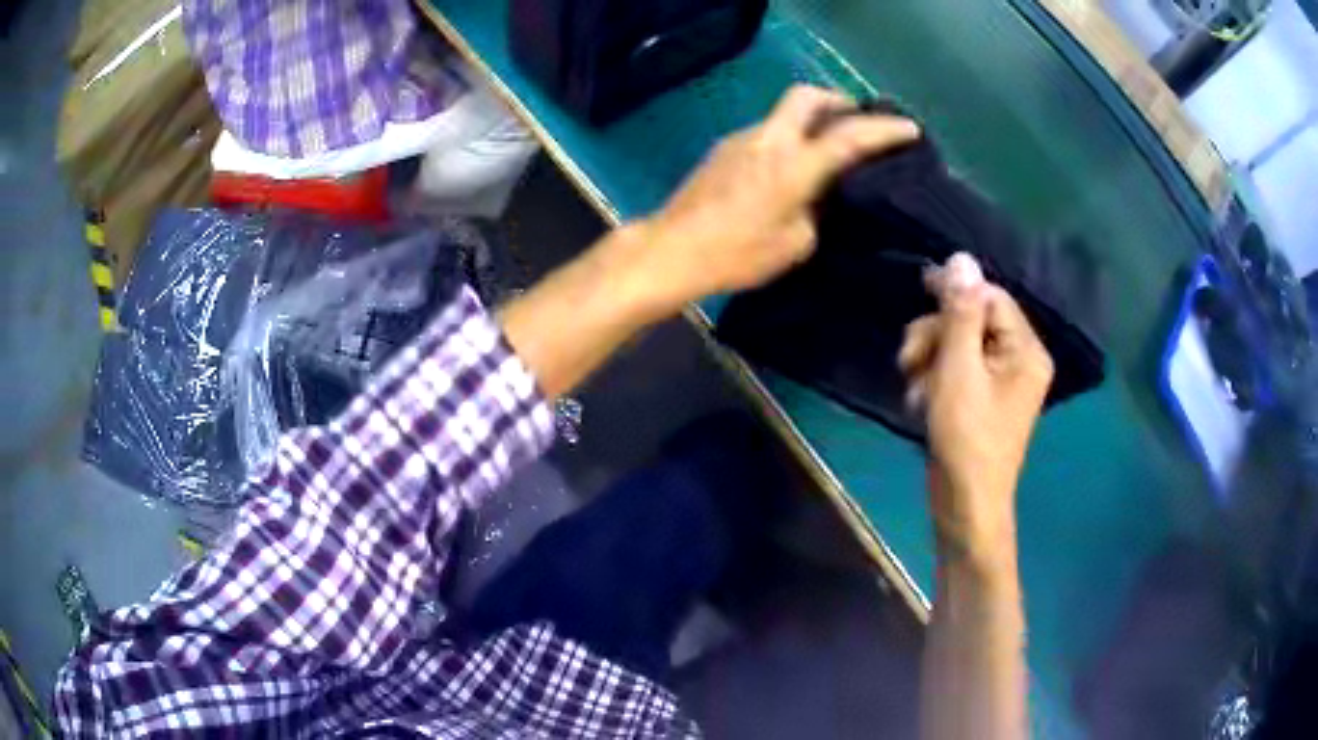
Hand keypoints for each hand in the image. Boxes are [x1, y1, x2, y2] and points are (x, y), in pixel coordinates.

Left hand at [628, 85, 918, 312]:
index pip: (850, 136)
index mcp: (795, 164)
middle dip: (838, 100)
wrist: (672, 250)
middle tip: (857, 119)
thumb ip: (817, 211)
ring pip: (784, 113)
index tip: (910, 128)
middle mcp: (770, 139)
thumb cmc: (736, 254)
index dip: (884, 129)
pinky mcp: (724, 149)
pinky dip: (788, 137)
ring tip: (827, 147)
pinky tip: (790, 167)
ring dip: (811, 120)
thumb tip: (820, 196)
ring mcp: (742, 139)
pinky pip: (767, 132)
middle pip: (807, 95)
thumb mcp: (795, 243)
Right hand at [898, 254, 1052, 564]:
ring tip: (916, 392)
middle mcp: (1019, 359)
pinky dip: (934, 380)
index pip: (990, 298)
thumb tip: (962, 258)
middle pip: (972, 320)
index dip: (956, 293)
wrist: (965, 505)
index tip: (920, 288)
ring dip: (929, 360)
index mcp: (1026, 350)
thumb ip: (959, 314)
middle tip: (909, 361)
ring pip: (958, 344)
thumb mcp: (958, 370)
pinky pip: (956, 369)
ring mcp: (1001, 381)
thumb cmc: (967, 439)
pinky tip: (922, 403)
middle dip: (936, 335)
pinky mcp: (983, 398)